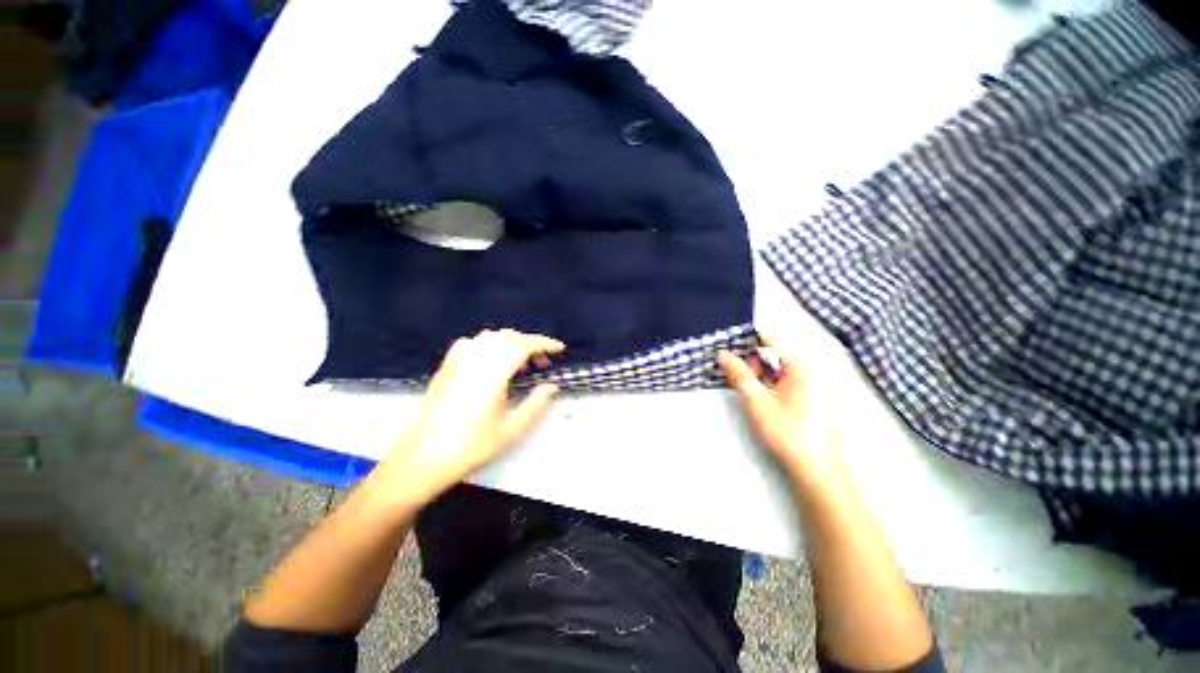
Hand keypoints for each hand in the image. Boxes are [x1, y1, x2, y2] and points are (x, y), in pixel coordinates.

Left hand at [386, 329, 564, 498]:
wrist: (426, 454)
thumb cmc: (473, 444)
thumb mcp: (512, 428)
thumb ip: (536, 403)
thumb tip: (552, 385)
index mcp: (493, 372)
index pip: (524, 345)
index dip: (545, 344)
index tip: (560, 349)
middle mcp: (476, 358)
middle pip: (509, 337)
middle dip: (530, 344)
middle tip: (542, 363)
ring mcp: (458, 359)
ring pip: (491, 336)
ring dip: (511, 342)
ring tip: (520, 362)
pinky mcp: (447, 364)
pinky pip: (473, 342)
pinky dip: (489, 344)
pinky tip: (492, 360)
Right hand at [717, 333, 841, 479]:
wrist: (817, 469)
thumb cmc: (786, 432)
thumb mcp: (756, 401)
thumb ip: (738, 374)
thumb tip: (722, 354)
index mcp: (802, 364)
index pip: (771, 338)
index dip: (747, 339)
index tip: (727, 344)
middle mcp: (815, 368)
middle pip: (777, 352)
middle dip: (754, 360)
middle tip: (737, 375)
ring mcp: (820, 382)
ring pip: (784, 367)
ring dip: (763, 372)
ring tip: (749, 389)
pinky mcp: (820, 395)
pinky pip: (793, 378)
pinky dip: (775, 382)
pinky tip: (766, 398)